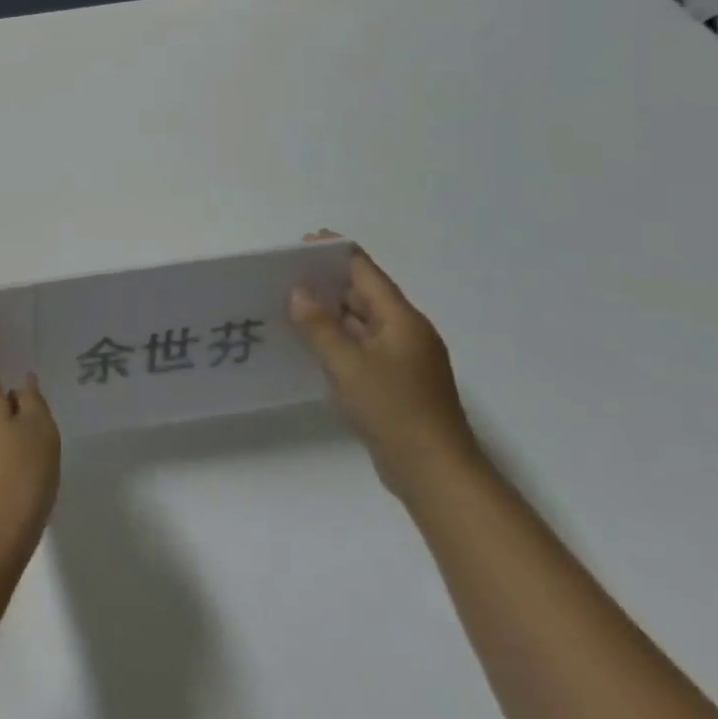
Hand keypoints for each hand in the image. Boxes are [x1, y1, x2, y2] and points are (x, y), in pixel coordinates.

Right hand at [288, 238, 481, 501]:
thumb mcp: (348, 365)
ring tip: (285, 304)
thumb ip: (320, 326)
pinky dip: (335, 340)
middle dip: (326, 282)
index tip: (300, 244)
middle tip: (282, 275)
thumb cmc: (394, 411)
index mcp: (401, 320)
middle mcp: (404, 333)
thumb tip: (298, 291)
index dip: (335, 253)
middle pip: (363, 295)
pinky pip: (359, 348)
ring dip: (328, 313)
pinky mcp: (394, 383)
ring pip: (359, 323)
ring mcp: (401, 359)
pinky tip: (307, 344)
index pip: (366, 272)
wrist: (435, 474)